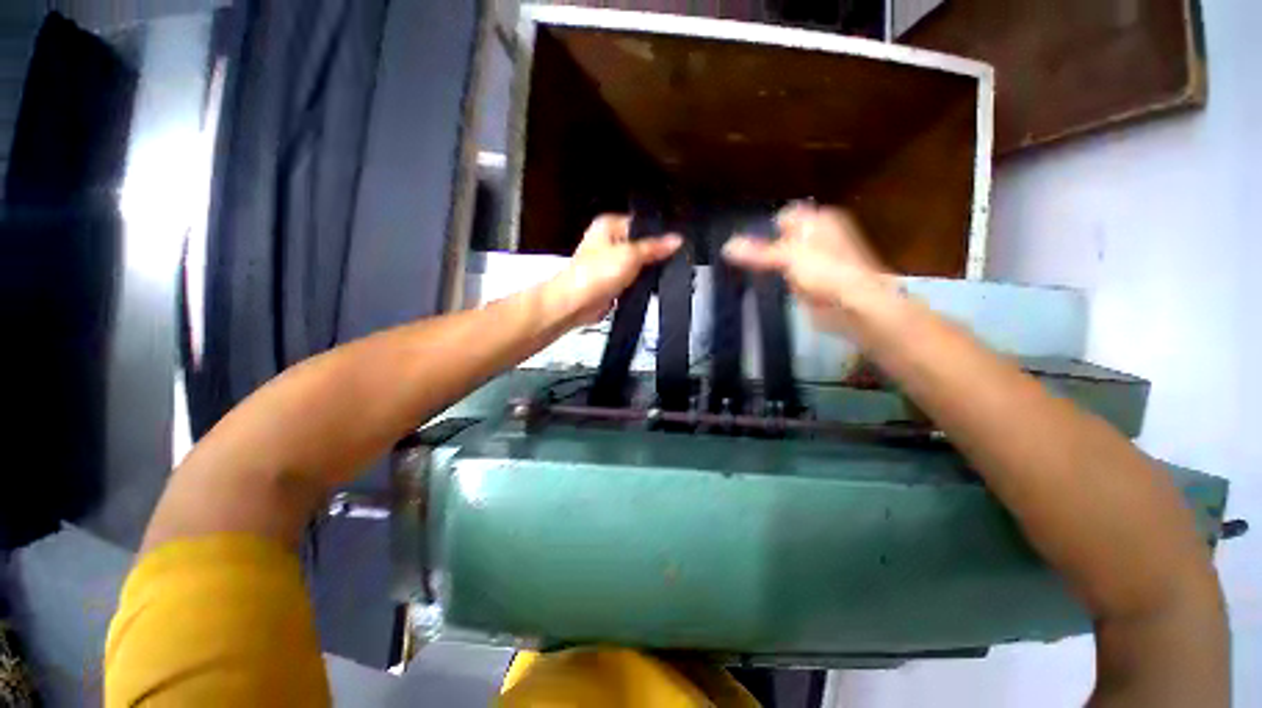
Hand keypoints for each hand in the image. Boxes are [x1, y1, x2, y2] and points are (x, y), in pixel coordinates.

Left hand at [547, 215, 681, 326]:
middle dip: (654, 255)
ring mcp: (610, 263)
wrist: (576, 304)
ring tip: (661, 275)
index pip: (641, 224)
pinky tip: (649, 287)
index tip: (676, 244)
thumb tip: (676, 240)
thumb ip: (654, 247)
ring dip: (647, 272)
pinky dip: (640, 284)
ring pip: (637, 265)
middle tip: (671, 261)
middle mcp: (608, 241)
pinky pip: (632, 280)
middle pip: (641, 245)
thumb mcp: (630, 255)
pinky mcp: (612, 282)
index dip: (659, 234)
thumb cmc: (593, 275)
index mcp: (609, 225)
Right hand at [722, 203, 897, 334]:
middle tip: (741, 262)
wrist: (856, 306)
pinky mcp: (814, 282)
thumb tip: (727, 246)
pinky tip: (768, 289)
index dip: (764, 229)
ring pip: (784, 261)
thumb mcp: (788, 256)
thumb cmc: (826, 271)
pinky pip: (789, 279)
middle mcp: (818, 237)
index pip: (783, 217)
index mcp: (818, 220)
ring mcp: (817, 261)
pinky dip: (780, 284)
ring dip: (770, 269)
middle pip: (782, 239)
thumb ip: (757, 252)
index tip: (744, 246)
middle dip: (763, 250)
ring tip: (748, 276)